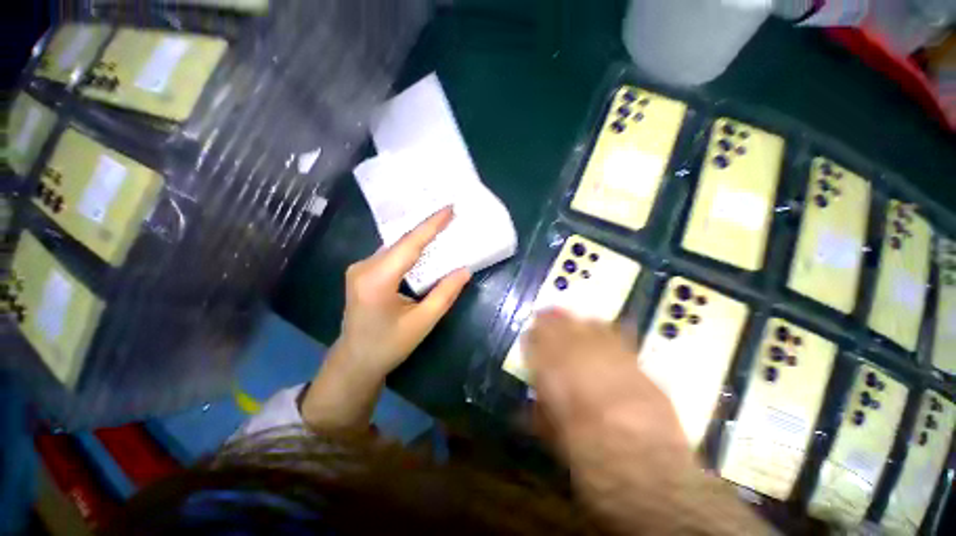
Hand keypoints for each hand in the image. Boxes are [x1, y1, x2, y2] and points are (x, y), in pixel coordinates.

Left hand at [338, 206, 470, 377]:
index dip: (431, 225)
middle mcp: (364, 267)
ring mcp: (360, 268)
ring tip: (441, 227)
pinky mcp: (362, 272)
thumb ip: (445, 294)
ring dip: (418, 238)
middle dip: (427, 228)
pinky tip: (423, 246)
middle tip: (450, 215)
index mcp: (378, 280)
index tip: (449, 208)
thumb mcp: (422, 322)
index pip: (409, 244)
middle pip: (401, 242)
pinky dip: (409, 248)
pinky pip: (390, 254)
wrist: (355, 361)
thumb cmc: (389, 345)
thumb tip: (465, 270)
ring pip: (396, 246)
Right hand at [524, 311, 768, 534]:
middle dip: (552, 320)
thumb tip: (529, 404)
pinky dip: (607, 329)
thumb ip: (542, 414)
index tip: (529, 331)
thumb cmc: (594, 464)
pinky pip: (619, 338)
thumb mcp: (558, 443)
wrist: (652, 478)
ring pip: (589, 328)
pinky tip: (602, 324)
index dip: (532, 337)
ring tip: (570, 315)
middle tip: (546, 312)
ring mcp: (612, 361)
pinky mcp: (639, 367)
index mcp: (556, 380)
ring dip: (577, 320)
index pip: (538, 347)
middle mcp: (581, 363)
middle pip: (563, 330)